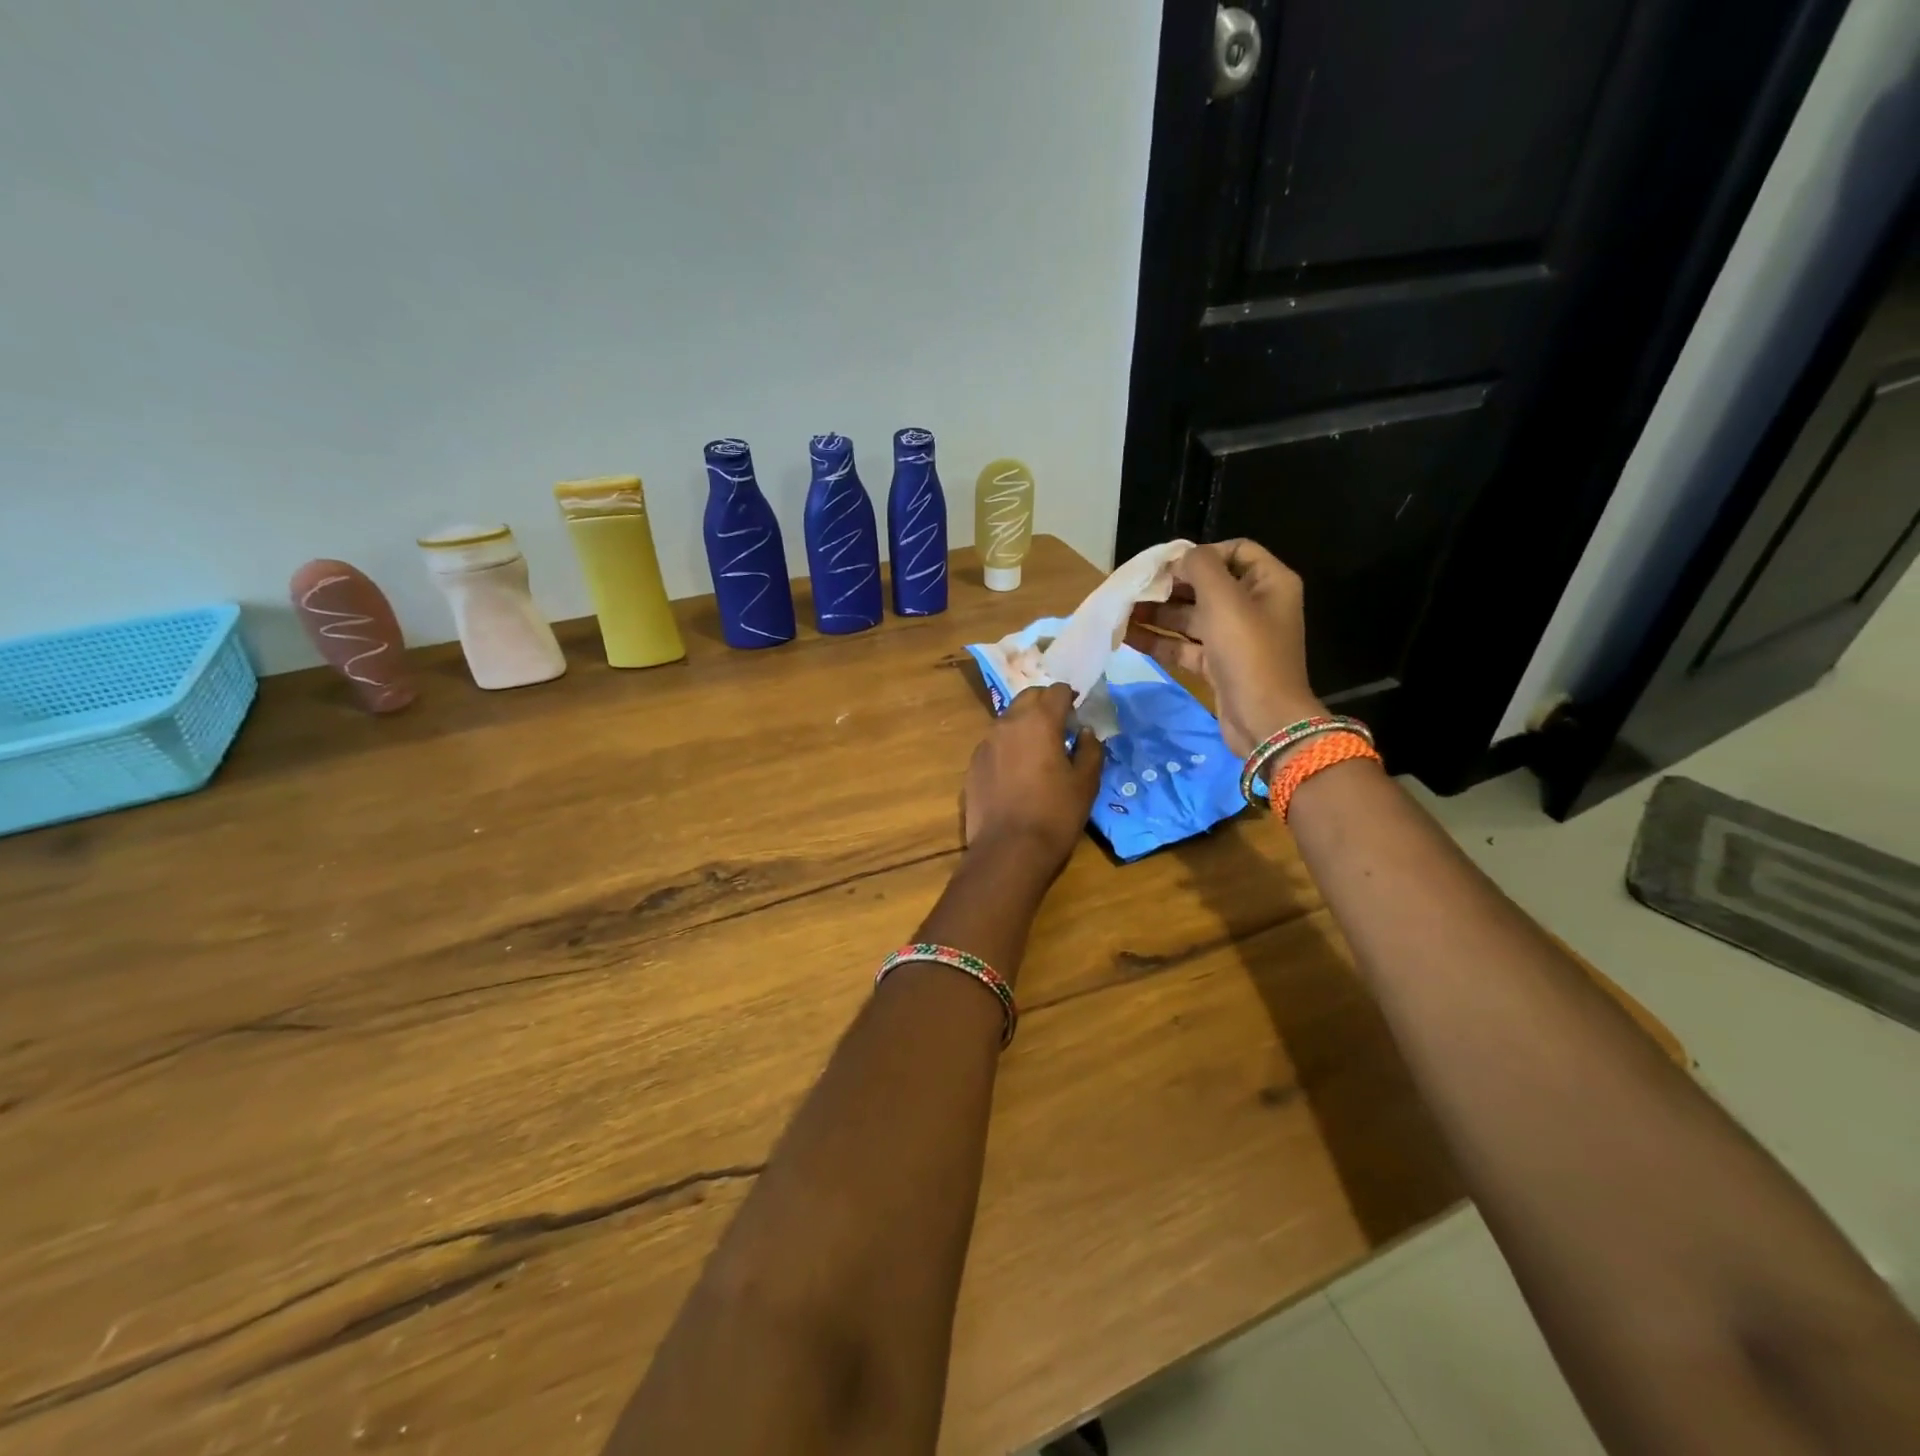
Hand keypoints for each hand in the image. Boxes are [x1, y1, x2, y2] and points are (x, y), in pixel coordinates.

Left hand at [963, 683, 1103, 869]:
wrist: (1008, 850)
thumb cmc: (1055, 814)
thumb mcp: (1086, 783)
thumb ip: (1089, 750)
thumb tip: (1085, 732)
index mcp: (1039, 721)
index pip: (1056, 691)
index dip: (1069, 697)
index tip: (1078, 711)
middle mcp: (1008, 723)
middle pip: (1028, 698)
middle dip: (1045, 704)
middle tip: (1060, 725)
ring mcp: (986, 743)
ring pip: (1008, 719)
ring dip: (1024, 724)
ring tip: (1038, 748)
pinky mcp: (973, 764)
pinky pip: (994, 744)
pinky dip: (1008, 746)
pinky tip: (1017, 770)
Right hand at [1124, 539, 1322, 756]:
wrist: (1265, 721)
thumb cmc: (1249, 653)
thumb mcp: (1225, 600)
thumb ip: (1200, 567)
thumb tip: (1179, 558)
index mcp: (1268, 583)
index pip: (1234, 551)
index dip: (1201, 553)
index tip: (1167, 565)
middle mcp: (1253, 606)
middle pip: (1206, 585)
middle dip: (1169, 586)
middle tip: (1134, 588)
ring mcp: (1234, 638)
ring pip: (1190, 617)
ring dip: (1157, 614)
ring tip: (1121, 612)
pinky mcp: (1217, 666)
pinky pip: (1183, 645)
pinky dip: (1158, 641)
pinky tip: (1126, 637)